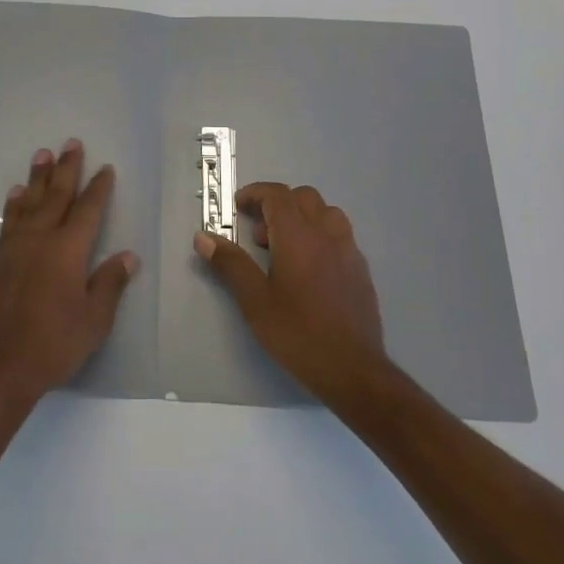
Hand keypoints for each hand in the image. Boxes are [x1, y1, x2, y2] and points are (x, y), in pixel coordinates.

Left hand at [0, 139, 138, 405]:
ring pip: (27, 203)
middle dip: (65, 169)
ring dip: (36, 178)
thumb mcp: (94, 319)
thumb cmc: (54, 344)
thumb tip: (127, 256)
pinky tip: (14, 196)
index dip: (98, 188)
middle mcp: (39, 239)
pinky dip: (13, 205)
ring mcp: (12, 249)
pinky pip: (8, 222)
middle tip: (70, 143)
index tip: (105, 168)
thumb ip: (110, 283)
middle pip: (55, 195)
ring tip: (41, 155)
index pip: (88, 209)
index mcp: (68, 250)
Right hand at [194, 182, 388, 401]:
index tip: (238, 208)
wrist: (352, 369)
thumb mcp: (254, 300)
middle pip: (303, 197)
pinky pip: (340, 235)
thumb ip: (230, 264)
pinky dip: (320, 236)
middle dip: (277, 204)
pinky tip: (309, 268)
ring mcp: (349, 250)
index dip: (255, 194)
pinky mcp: (361, 270)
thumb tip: (203, 237)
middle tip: (258, 232)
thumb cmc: (297, 333)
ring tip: (284, 247)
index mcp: (298, 236)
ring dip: (302, 217)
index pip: (277, 195)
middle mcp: (327, 234)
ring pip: (326, 213)